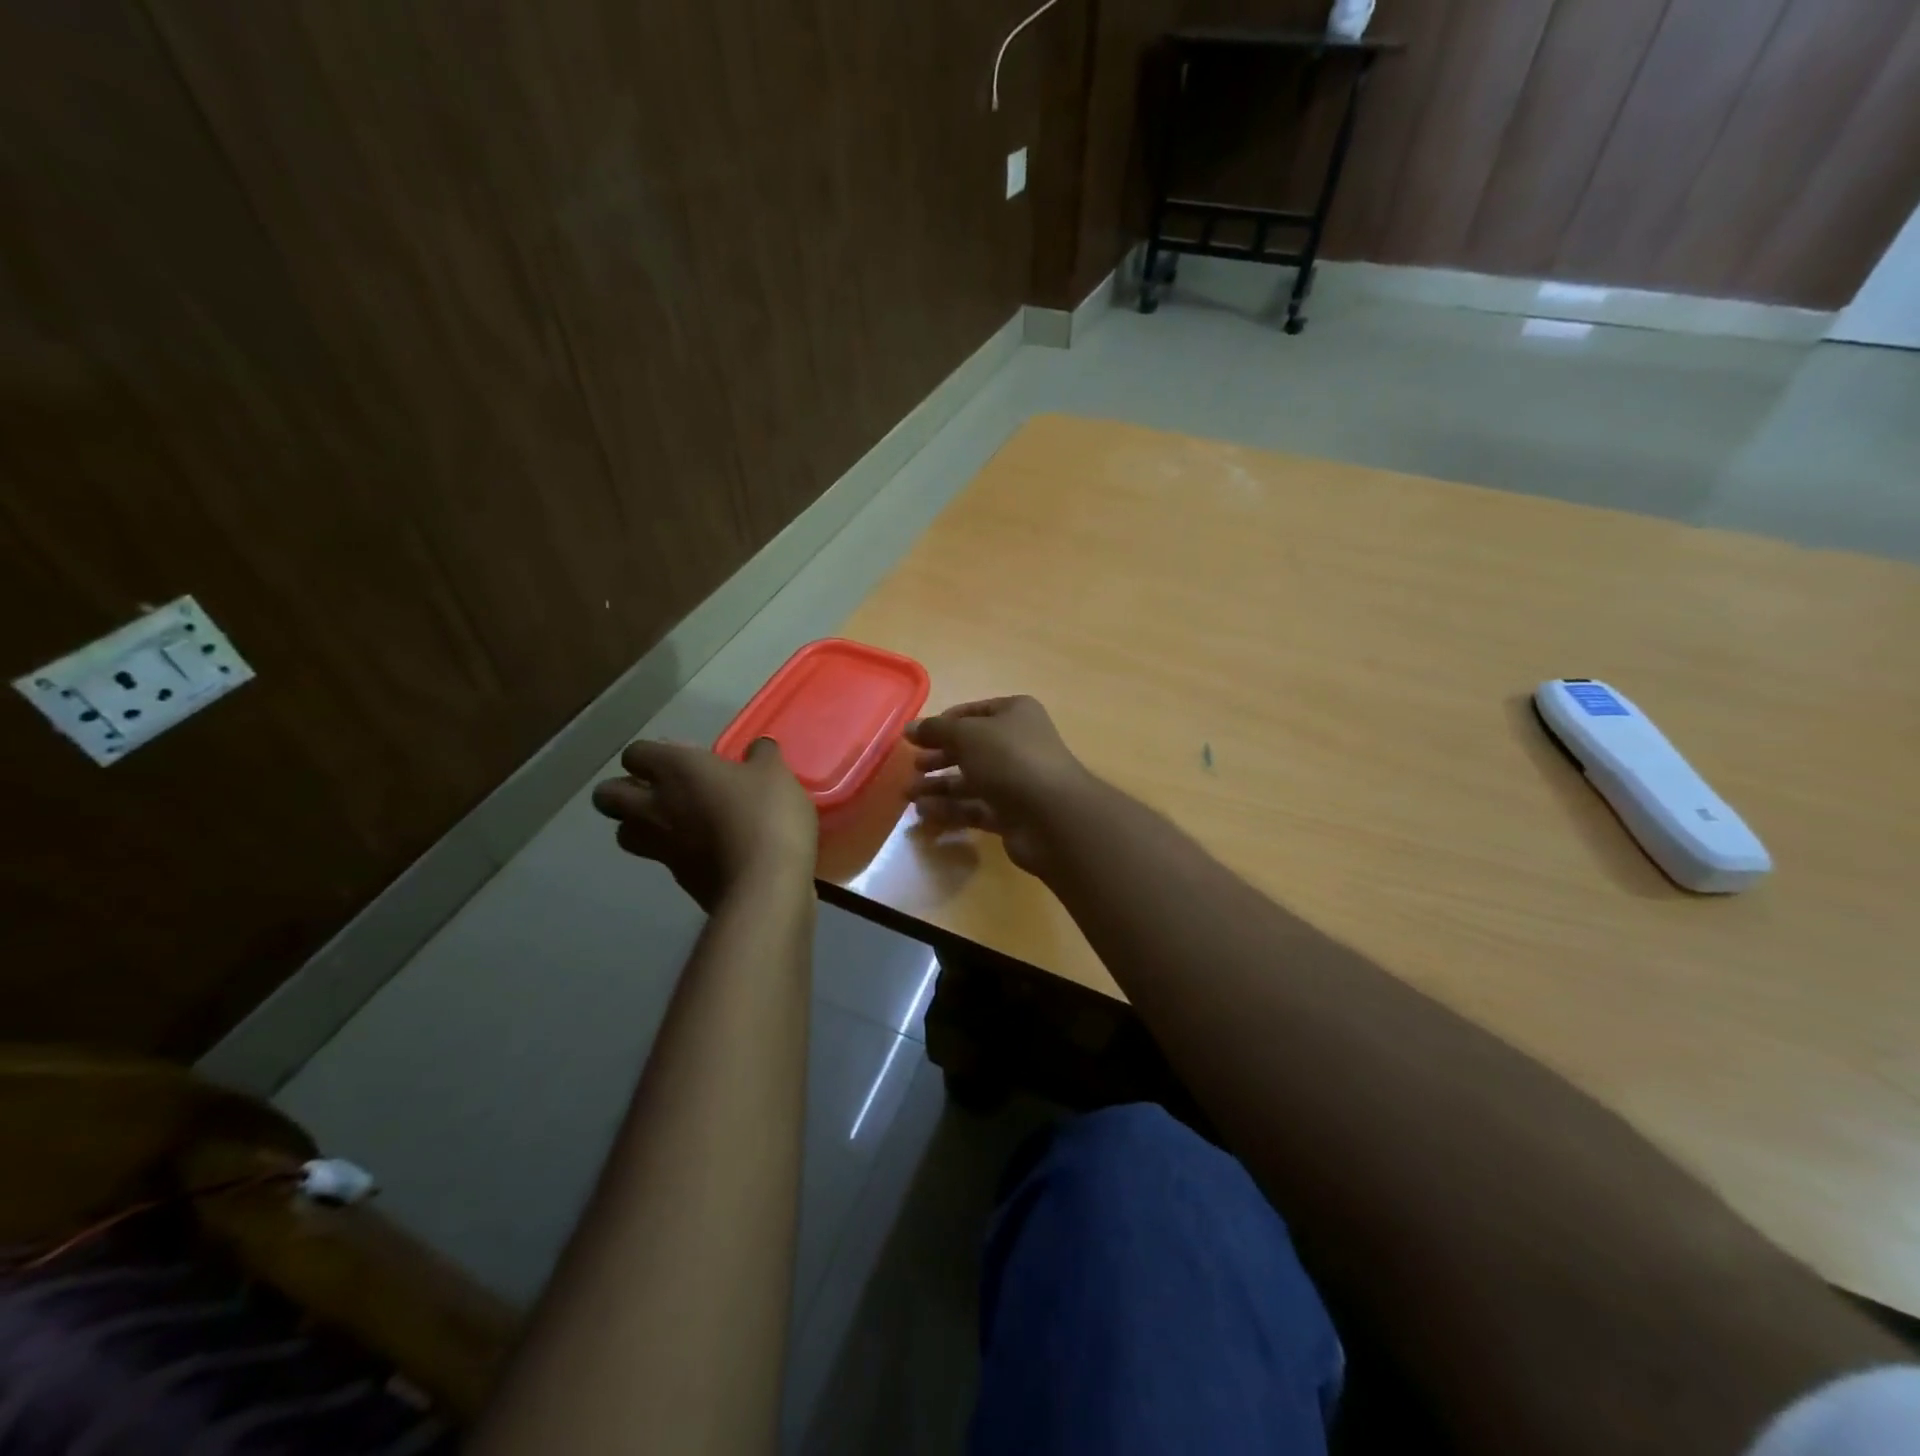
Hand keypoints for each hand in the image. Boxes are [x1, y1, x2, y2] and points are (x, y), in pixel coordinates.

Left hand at [592, 738, 816, 909]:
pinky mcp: (676, 878)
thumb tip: (757, 748)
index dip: (651, 755)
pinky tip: (703, 849)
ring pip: (622, 832)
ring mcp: (660, 845)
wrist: (765, 884)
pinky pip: (658, 858)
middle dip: (622, 790)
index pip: (635, 753)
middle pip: (607, 795)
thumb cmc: (766, 815)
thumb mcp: (775, 774)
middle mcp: (655, 805)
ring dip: (637, 824)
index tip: (680, 757)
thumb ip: (761, 756)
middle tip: (656, 790)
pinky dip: (671, 852)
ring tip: (672, 822)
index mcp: (676, 769)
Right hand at [906, 696, 1098, 875]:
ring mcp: (1017, 781)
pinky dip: (951, 809)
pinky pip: (975, 808)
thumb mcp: (967, 735)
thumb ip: (936, 730)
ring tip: (909, 794)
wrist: (1052, 815)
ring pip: (971, 780)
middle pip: (970, 748)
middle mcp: (1018, 744)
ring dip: (939, 786)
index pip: (972, 713)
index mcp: (1014, 714)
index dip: (942, 724)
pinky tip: (924, 812)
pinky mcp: (1012, 814)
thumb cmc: (1009, 759)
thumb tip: (910, 728)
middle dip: (939, 758)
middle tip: (912, 768)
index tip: (914, 737)